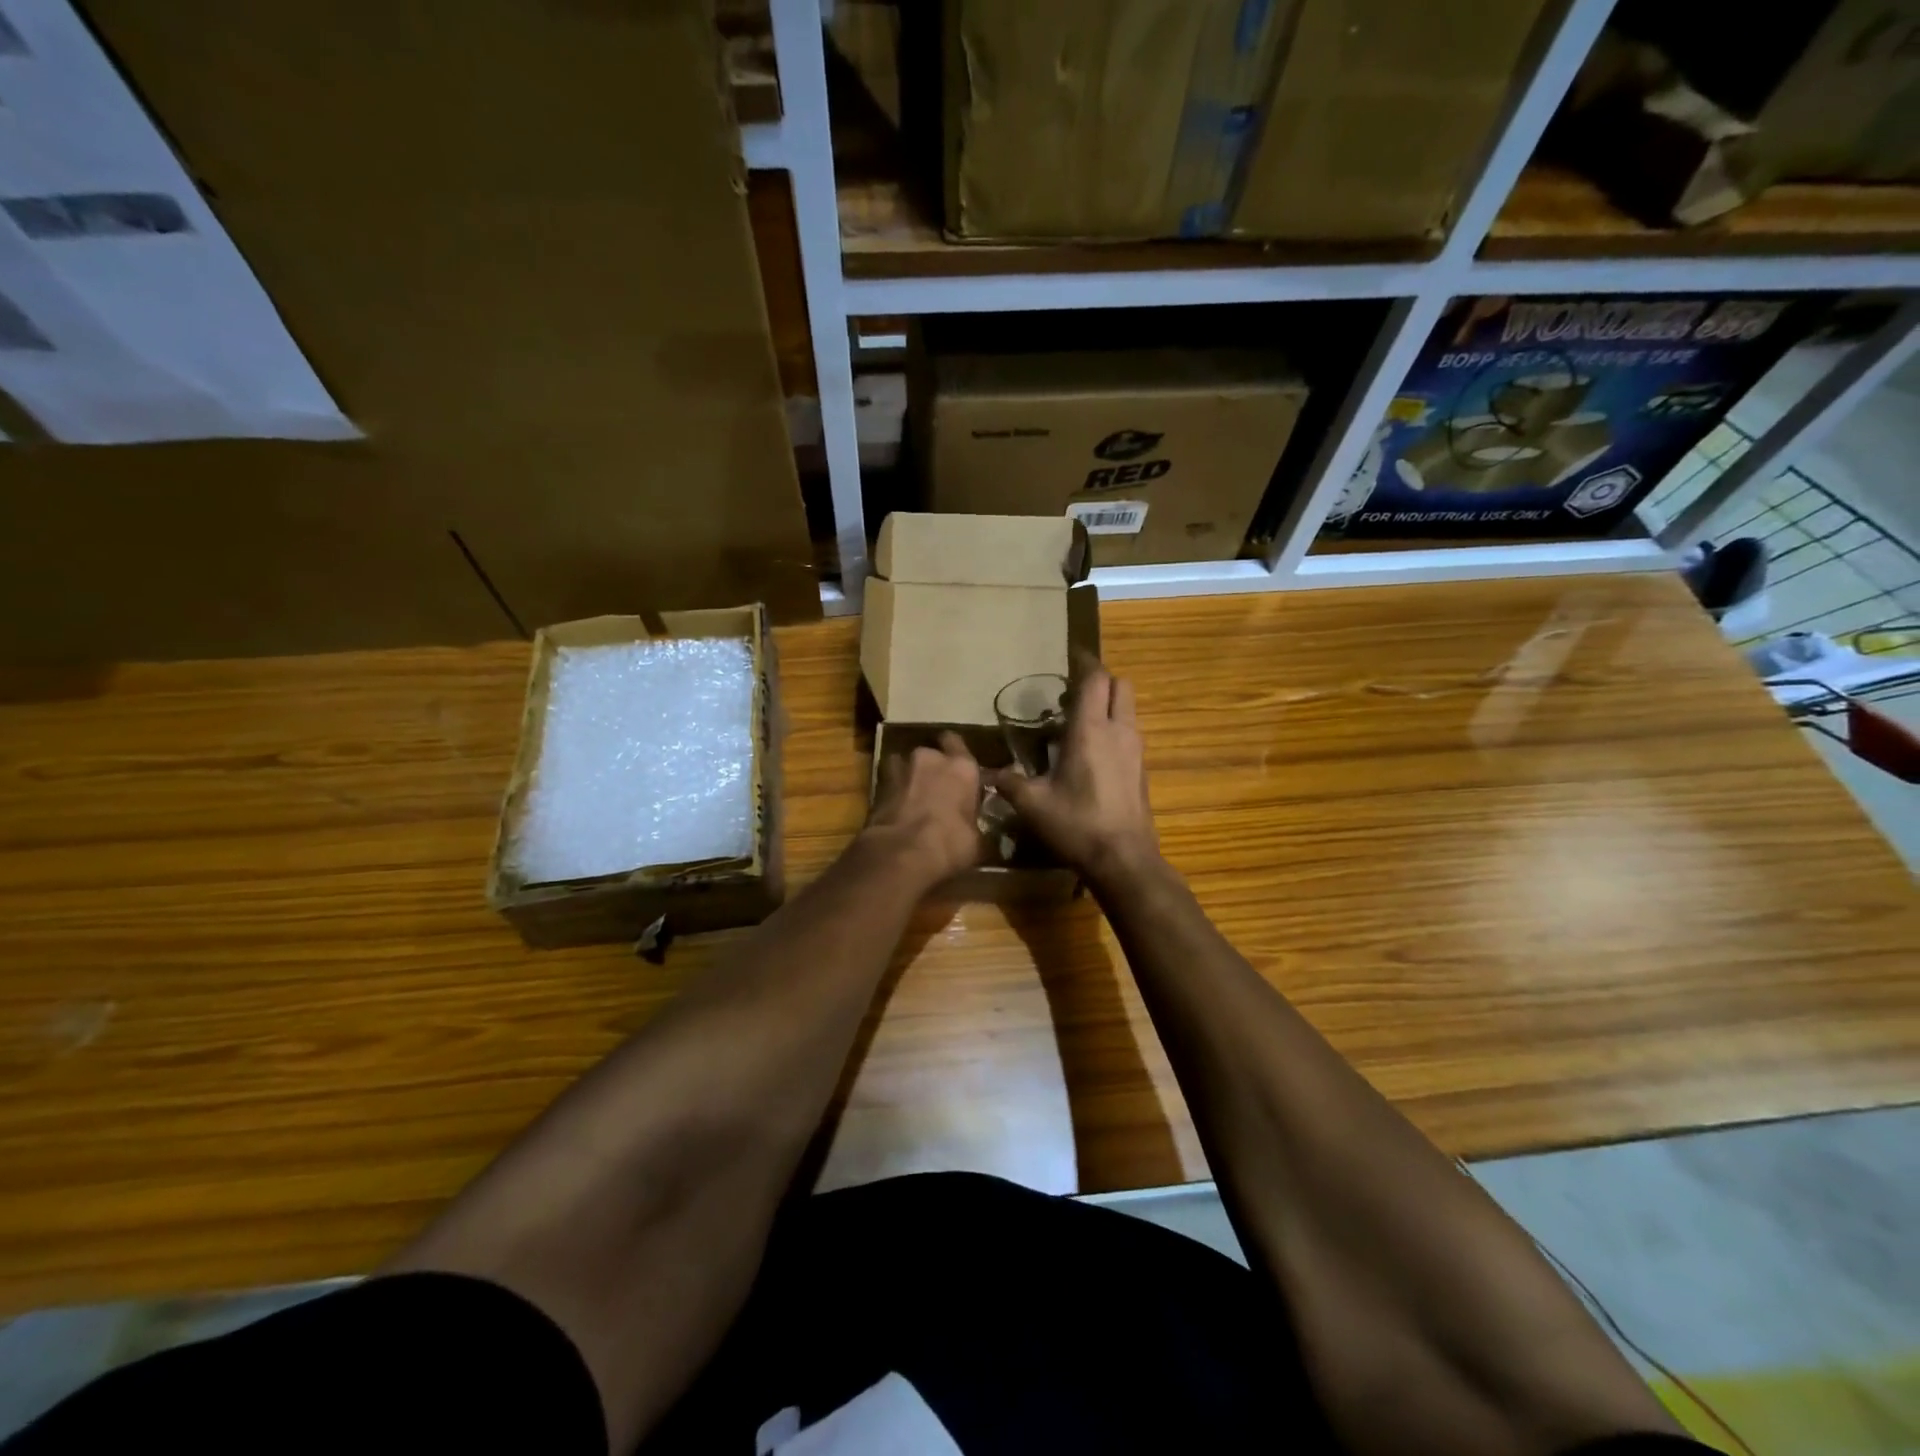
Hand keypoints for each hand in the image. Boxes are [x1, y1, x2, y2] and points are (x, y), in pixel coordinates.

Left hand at [864, 732, 982, 888]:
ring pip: (904, 764)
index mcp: (962, 767)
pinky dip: (892, 793)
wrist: (903, 854)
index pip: (957, 743)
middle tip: (936, 787)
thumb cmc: (952, 843)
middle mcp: (930, 759)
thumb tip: (974, 831)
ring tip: (913, 797)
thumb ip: (975, 824)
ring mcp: (900, 769)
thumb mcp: (977, 841)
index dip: (956, 753)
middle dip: (931, 767)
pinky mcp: (877, 786)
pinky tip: (897, 810)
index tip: (958, 768)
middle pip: (930, 753)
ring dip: (909, 777)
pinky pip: (888, 783)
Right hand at [985, 657, 1159, 888]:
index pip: (1095, 679)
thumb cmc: (1076, 824)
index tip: (1070, 657)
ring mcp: (1136, 750)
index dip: (1084, 663)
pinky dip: (1115, 730)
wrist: (1124, 859)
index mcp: (1090, 730)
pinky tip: (1094, 754)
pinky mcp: (1142, 770)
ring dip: (1109, 706)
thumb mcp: (1032, 804)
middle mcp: (1119, 731)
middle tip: (1072, 694)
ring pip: (1128, 709)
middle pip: (1120, 685)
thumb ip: (1010, 782)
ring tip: (1080, 724)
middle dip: (1099, 681)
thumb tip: (991, 774)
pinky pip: (1130, 734)